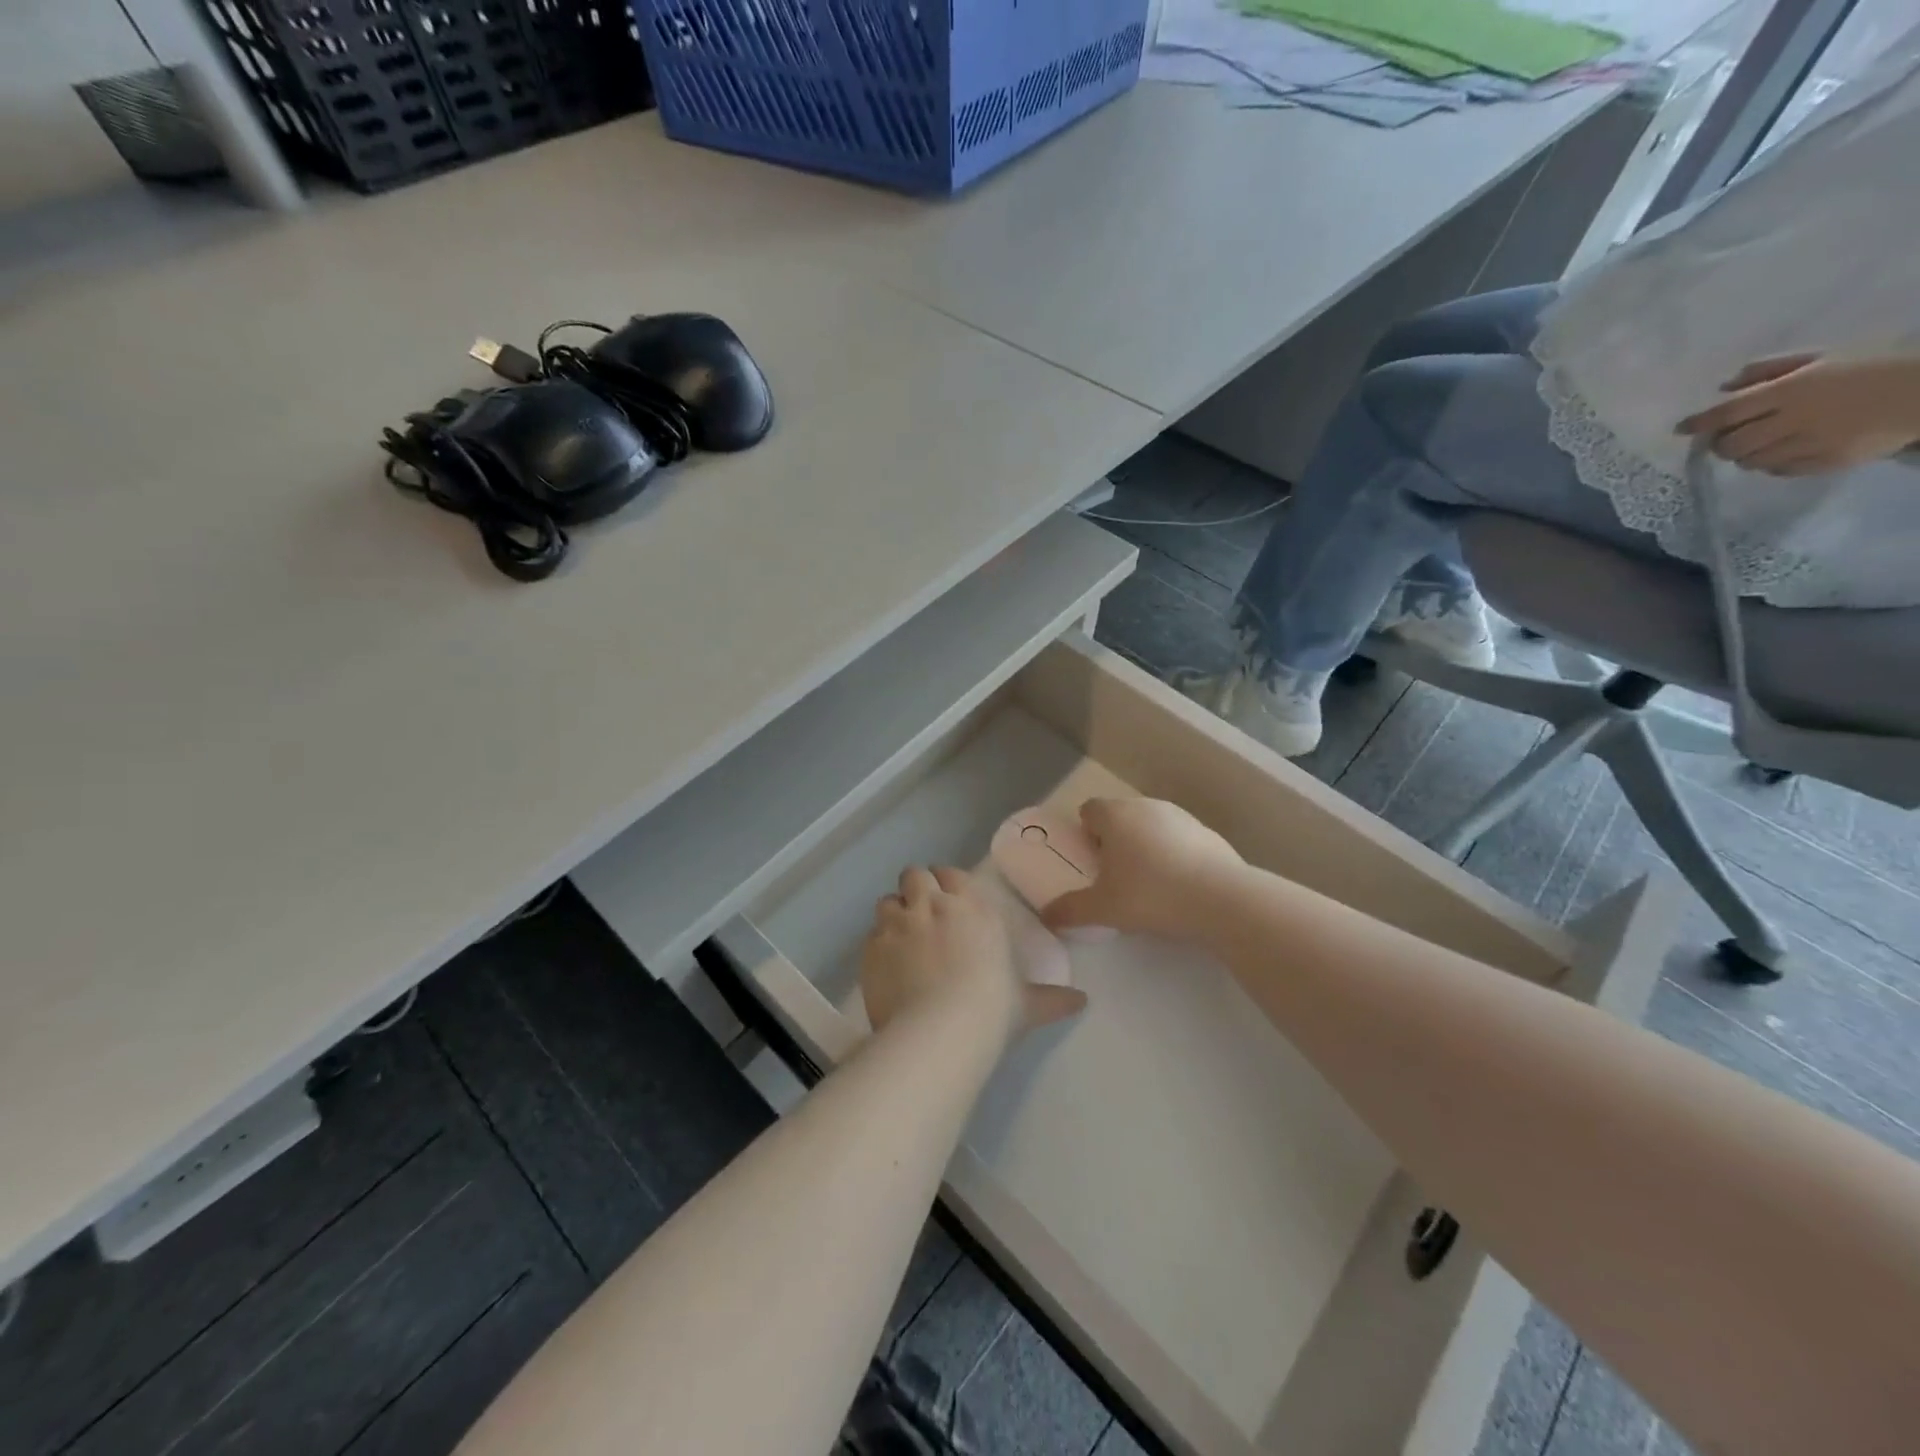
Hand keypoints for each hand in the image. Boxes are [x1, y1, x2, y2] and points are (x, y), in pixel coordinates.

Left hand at [860, 866, 1085, 1042]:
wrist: (941, 1031)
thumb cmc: (992, 1008)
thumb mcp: (1027, 1004)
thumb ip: (1052, 999)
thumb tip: (1082, 1002)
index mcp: (972, 907)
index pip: (951, 874)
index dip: (947, 884)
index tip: (949, 902)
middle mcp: (932, 904)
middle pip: (914, 875)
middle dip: (916, 890)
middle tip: (923, 917)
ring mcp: (898, 923)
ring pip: (887, 900)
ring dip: (894, 913)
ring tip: (901, 939)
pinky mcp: (871, 947)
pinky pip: (871, 934)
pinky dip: (878, 944)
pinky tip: (887, 967)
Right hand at [1041, 797, 1243, 941]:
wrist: (1220, 899)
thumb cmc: (1150, 895)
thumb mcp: (1103, 909)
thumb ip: (1070, 910)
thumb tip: (1046, 916)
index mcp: (1115, 816)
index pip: (1089, 810)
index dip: (1085, 832)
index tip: (1089, 860)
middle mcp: (1146, 806)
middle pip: (1121, 817)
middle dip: (1114, 840)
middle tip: (1114, 876)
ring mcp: (1181, 817)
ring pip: (1152, 826)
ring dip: (1145, 846)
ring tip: (1148, 884)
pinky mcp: (1208, 833)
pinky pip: (1180, 840)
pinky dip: (1174, 855)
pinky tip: (1179, 887)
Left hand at [1677, 352, 1919, 475]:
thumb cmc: (1876, 364)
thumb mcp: (1824, 356)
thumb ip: (1771, 370)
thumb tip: (1724, 387)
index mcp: (1792, 390)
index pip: (1727, 413)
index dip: (1698, 423)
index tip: (1681, 428)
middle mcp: (1794, 421)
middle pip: (1730, 445)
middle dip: (1721, 443)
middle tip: (1730, 435)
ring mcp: (1810, 445)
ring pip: (1750, 462)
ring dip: (1746, 454)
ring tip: (1762, 441)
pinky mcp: (1825, 463)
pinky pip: (1779, 470)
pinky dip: (1772, 463)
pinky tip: (1787, 450)